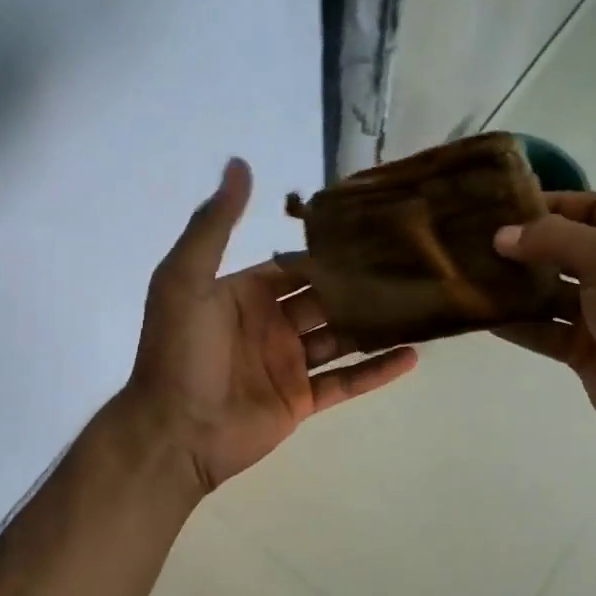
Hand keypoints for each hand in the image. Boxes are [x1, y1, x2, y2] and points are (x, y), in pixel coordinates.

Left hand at [125, 159, 417, 492]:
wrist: (174, 432)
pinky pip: (345, 383)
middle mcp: (271, 324)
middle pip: (325, 297)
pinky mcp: (301, 400)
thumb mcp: (186, 278)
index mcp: (245, 293)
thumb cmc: (178, 352)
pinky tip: (413, 355)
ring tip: (421, 301)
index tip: (372, 228)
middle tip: (410, 261)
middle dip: (359, 282)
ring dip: (374, 323)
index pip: (294, 264)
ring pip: (341, 337)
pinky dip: (377, 370)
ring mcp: (288, 364)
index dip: (328, 249)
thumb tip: (239, 163)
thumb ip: (215, 224)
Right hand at [492, 191, 595, 444]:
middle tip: (478, 242)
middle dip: (525, 245)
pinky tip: (482, 314)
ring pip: (549, 291)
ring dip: (515, 284)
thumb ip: (555, 239)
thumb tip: (502, 235)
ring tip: (472, 275)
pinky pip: (543, 328)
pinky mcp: (583, 348)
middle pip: (565, 248)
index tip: (503, 207)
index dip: (550, 204)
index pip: (592, 207)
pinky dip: (516, 322)